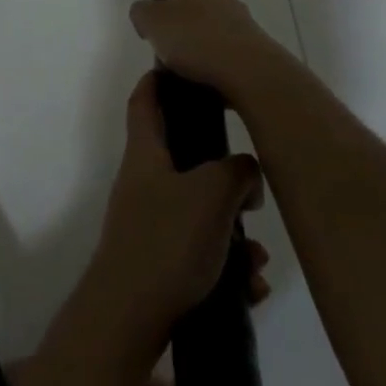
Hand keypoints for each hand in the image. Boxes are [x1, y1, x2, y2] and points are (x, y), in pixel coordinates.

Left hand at [85, 72, 263, 345]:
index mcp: (146, 154)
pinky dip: (226, 265)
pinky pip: (200, 253)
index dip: (158, 79)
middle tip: (251, 182)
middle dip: (222, 171)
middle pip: (182, 158)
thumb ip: (237, 170)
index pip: (145, 101)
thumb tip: (245, 170)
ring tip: (257, 256)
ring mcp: (149, 225)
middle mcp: (144, 184)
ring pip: (199, 212)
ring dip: (233, 230)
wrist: (129, 320)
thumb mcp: (212, 194)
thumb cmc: (166, 242)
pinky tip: (250, 286)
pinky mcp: (158, 264)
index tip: (180, 65)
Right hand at [128, 0, 290, 97]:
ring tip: (179, 61)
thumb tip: (144, 12)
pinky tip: (197, 80)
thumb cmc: (197, 38)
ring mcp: (243, 30)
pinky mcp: (252, 58)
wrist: (250, 75)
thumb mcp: (155, 22)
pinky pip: (225, 55)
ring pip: (216, 27)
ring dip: (200, 38)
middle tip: (169, 22)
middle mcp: (226, 2)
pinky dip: (211, 63)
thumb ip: (143, 13)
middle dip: (190, 5)